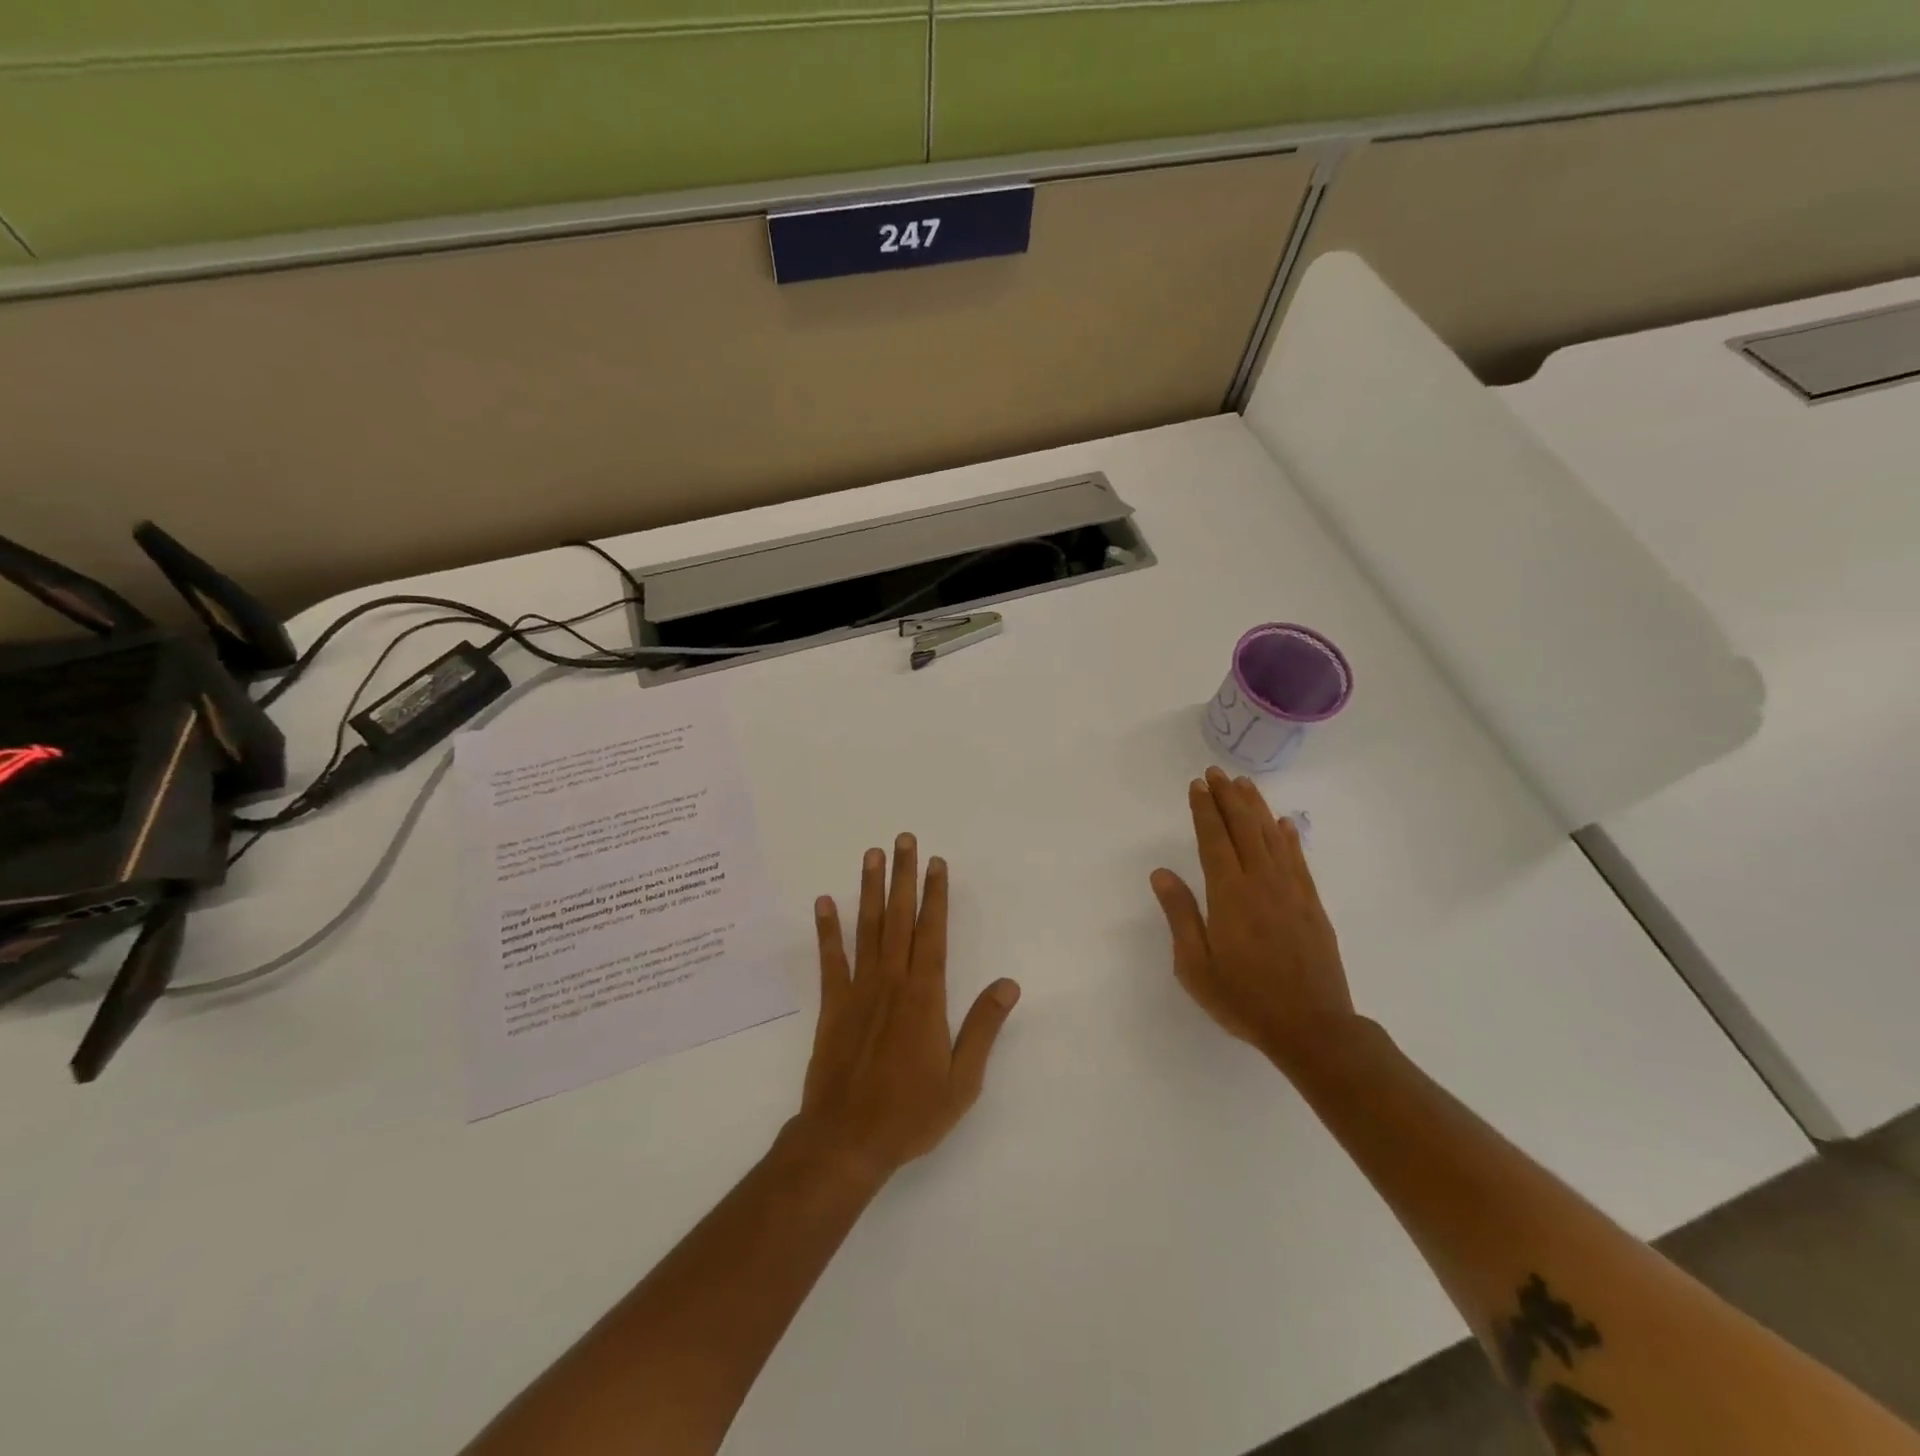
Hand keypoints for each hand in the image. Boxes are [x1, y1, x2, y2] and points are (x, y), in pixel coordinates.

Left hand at [792, 835, 1020, 1188]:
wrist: (847, 1140)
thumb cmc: (911, 1113)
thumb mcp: (963, 1080)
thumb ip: (983, 1027)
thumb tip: (1008, 984)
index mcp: (925, 996)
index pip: (934, 933)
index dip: (936, 895)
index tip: (937, 863)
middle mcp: (892, 982)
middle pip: (900, 918)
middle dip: (904, 876)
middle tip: (904, 840)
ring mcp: (858, 990)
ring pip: (867, 928)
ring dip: (870, 889)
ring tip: (872, 855)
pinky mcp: (832, 1005)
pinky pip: (831, 959)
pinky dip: (828, 930)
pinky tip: (824, 902)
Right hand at [1150, 767, 1358, 1070]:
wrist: (1312, 1028)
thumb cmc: (1243, 999)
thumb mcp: (1194, 965)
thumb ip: (1179, 915)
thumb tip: (1162, 872)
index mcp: (1229, 895)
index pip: (1213, 840)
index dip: (1204, 810)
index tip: (1197, 786)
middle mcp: (1262, 883)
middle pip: (1244, 829)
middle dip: (1228, 798)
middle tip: (1216, 772)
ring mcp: (1292, 892)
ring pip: (1272, 837)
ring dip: (1256, 808)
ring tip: (1244, 784)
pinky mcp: (1312, 905)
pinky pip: (1299, 860)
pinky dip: (1290, 837)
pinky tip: (1284, 823)